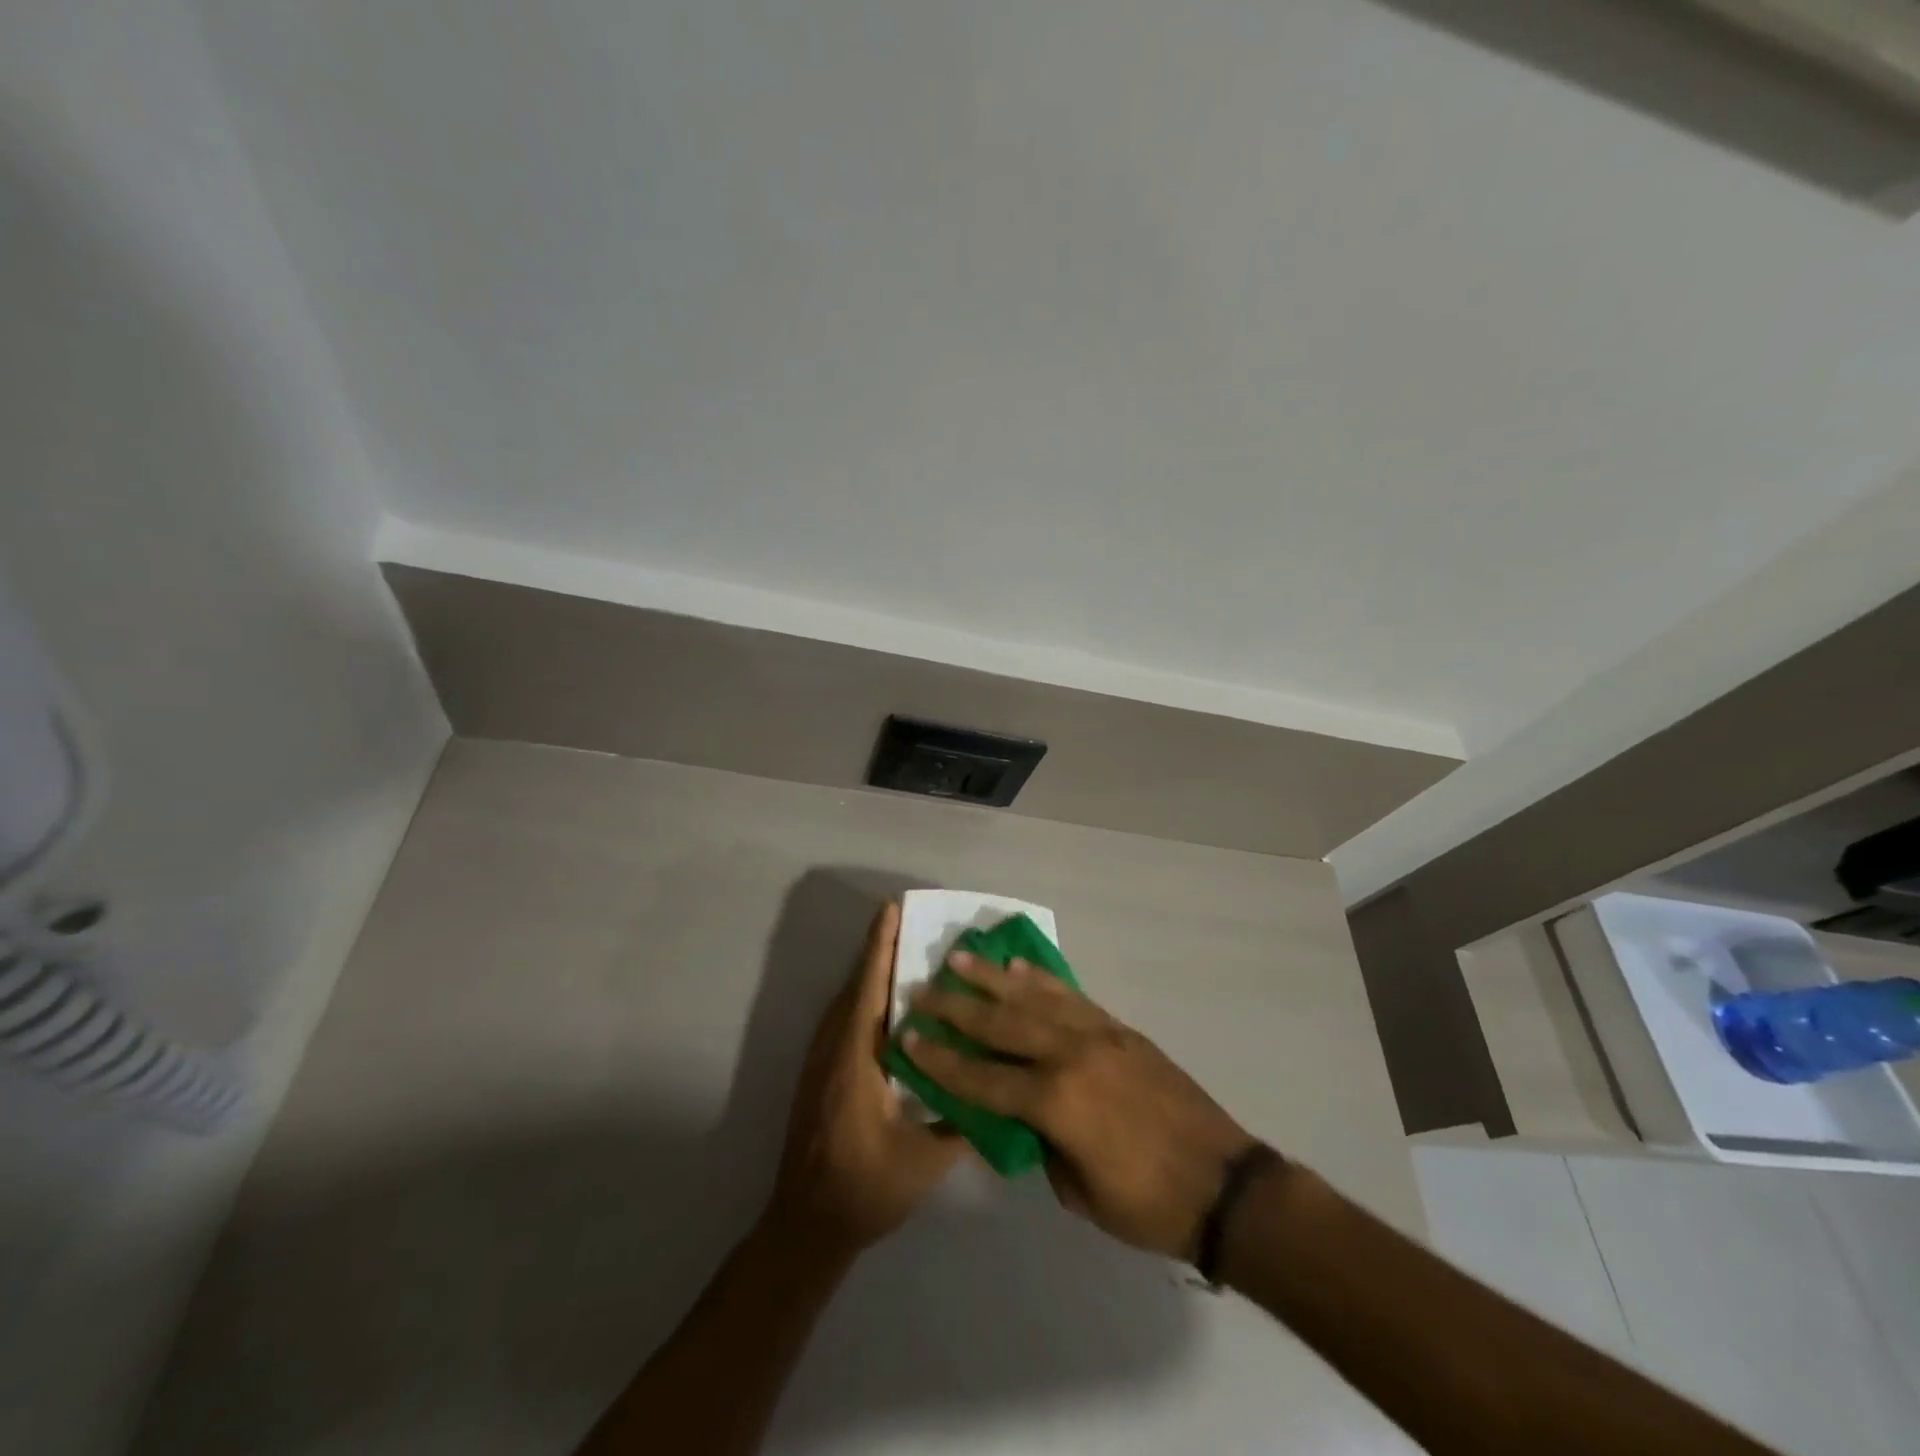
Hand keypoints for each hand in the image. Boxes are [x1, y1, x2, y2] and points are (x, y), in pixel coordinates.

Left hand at [764, 902, 967, 1257]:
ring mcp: (821, 1061)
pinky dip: (865, 999)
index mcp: (854, 1059)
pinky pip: (844, 1021)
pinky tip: (891, 1007)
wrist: (805, 1227)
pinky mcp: (820, 1074)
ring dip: (872, 973)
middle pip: (857, 986)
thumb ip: (962, 1122)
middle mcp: (832, 1049)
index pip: (868, 988)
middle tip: (912, 921)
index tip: (892, 908)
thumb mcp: (924, 1160)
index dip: (880, 946)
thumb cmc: (865, 1189)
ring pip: (848, 1003)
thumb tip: (999, 1089)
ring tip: (906, 953)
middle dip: (880, 950)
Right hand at [902, 952, 1255, 1259]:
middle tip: (921, 988)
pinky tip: (1020, 967)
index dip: (942, 1060)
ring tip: (959, 957)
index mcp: (1055, 1102)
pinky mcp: (1119, 1029)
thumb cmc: (1147, 1204)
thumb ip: (1041, 1145)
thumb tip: (1020, 1115)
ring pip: (1033, 997)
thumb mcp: (1078, 1191)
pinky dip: (1041, 980)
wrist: (1223, 1183)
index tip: (908, 1037)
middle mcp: (1070, 1056)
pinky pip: (1071, 996)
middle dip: (956, 1007)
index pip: (982, 1078)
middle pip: (1001, 1024)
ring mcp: (1097, 1035)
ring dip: (993, 977)